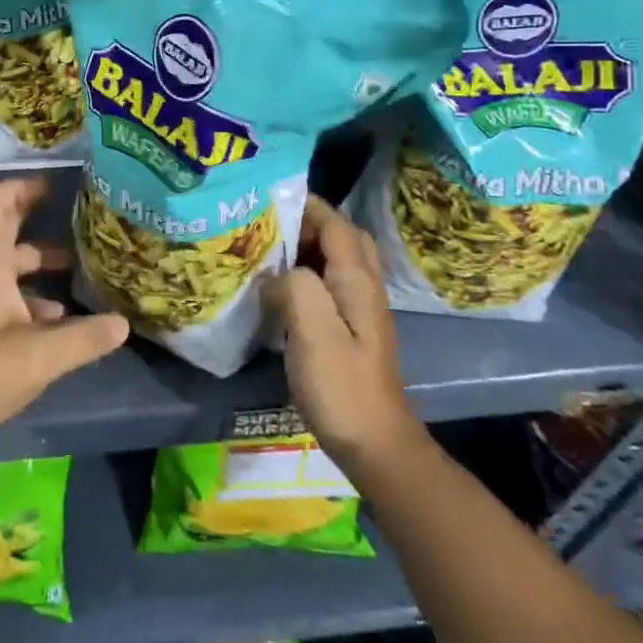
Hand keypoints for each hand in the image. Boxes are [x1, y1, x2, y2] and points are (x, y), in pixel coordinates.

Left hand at [0, 178, 129, 446]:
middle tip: (72, 218)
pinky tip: (58, 322)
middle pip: (3, 234)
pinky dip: (33, 301)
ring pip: (8, 270)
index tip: (49, 186)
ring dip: (38, 265)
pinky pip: (7, 300)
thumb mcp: (41, 354)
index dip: (16, 188)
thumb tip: (122, 324)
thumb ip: (84, 338)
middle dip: (35, 221)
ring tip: (77, 273)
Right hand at [263, 195, 421, 467]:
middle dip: (308, 223)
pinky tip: (278, 289)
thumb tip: (275, 274)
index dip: (306, 205)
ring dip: (307, 248)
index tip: (267, 197)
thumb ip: (295, 287)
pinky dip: (306, 274)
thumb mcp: (313, 332)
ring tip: (267, 250)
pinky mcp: (350, 331)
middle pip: (342, 237)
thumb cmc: (342, 387)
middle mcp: (364, 288)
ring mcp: (360, 311)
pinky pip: (329, 286)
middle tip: (268, 226)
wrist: (376, 445)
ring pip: (336, 261)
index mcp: (356, 281)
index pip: (335, 223)